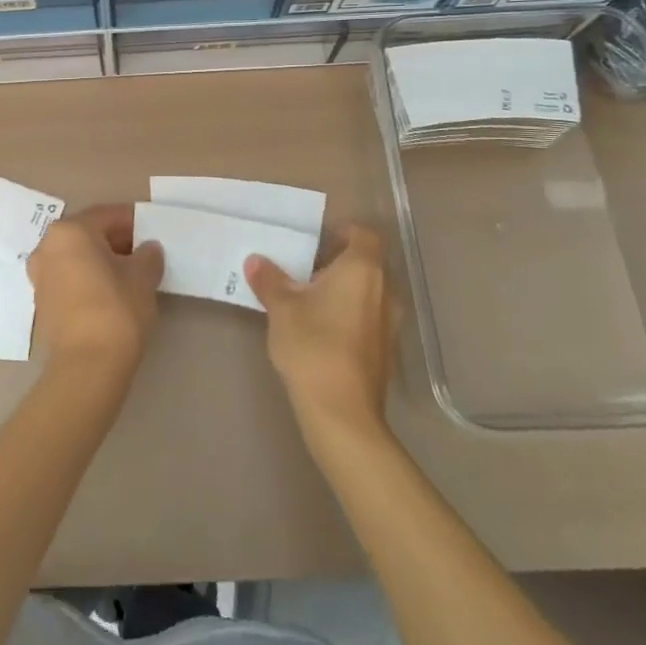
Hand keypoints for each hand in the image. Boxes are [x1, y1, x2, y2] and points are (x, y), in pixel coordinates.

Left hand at [29, 205, 164, 381]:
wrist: (87, 366)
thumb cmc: (116, 309)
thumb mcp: (142, 276)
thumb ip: (148, 255)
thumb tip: (148, 250)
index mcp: (69, 231)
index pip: (107, 215)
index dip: (134, 221)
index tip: (154, 230)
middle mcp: (47, 247)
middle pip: (88, 234)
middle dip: (117, 241)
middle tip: (145, 252)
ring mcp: (40, 275)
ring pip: (77, 257)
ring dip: (102, 260)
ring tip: (131, 274)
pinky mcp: (42, 302)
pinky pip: (70, 278)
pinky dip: (89, 278)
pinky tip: (112, 292)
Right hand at [246, 224, 398, 446]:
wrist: (342, 412)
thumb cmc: (313, 346)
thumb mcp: (282, 308)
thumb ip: (270, 280)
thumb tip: (256, 261)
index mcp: (363, 270)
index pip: (365, 235)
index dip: (343, 232)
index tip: (316, 240)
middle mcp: (385, 290)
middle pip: (367, 262)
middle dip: (338, 262)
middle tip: (304, 269)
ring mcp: (390, 322)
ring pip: (369, 291)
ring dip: (344, 289)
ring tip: (309, 300)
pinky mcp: (386, 350)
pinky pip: (369, 316)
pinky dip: (350, 313)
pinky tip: (322, 330)